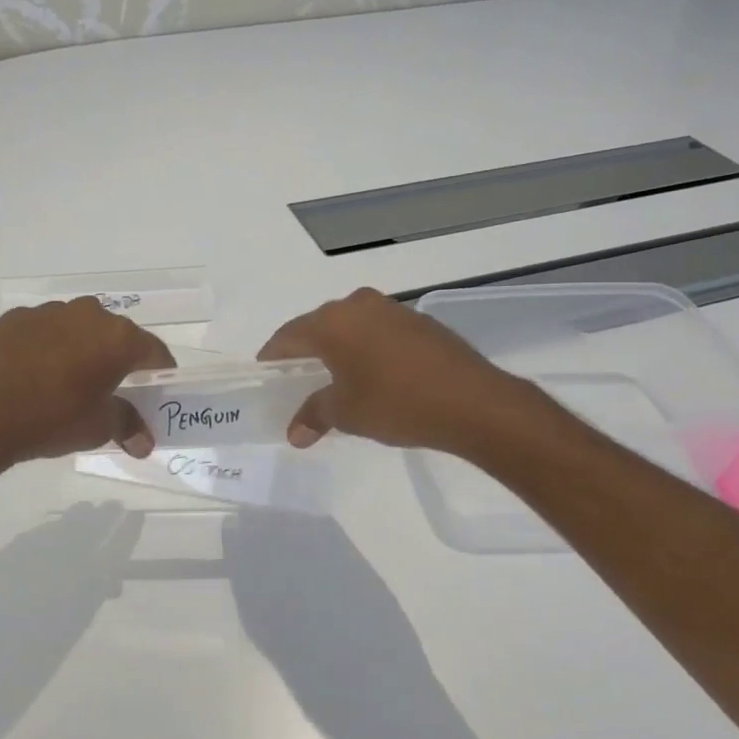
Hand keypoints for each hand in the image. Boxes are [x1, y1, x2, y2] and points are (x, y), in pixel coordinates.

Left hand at [0, 298, 174, 463]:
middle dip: (118, 357)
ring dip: (81, 346)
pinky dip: (47, 345)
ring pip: (78, 327)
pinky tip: (35, 372)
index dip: (159, 370)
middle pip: (115, 334)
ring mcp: (49, 312)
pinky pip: (44, 330)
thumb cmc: (53, 419)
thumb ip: (127, 425)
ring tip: (70, 378)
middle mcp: (88, 314)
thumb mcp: (98, 428)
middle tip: (113, 385)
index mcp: (118, 338)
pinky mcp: (15, 318)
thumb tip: (144, 443)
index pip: (153, 350)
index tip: (157, 387)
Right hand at [258, 288, 527, 453]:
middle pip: (320, 325)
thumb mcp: (346, 413)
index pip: (289, 335)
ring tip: (336, 378)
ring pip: (352, 326)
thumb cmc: (395, 404)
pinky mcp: (421, 322)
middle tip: (297, 377)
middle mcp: (359, 305)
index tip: (265, 372)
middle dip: (306, 351)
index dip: (274, 356)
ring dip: (340, 349)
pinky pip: (380, 332)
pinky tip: (374, 375)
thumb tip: (295, 434)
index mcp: (333, 322)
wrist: (472, 402)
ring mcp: (393, 310)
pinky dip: (368, 349)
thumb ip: (315, 415)